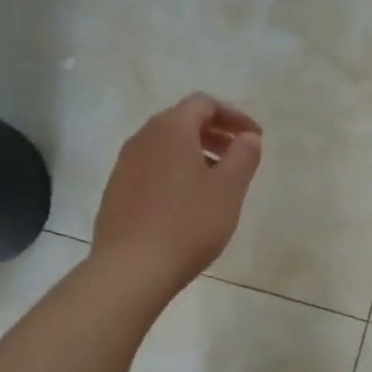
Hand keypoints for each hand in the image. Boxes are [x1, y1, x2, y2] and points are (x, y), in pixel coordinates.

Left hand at [92, 93, 262, 299]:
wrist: (131, 268)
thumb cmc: (188, 223)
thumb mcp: (229, 189)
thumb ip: (244, 155)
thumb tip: (248, 137)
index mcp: (171, 129)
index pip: (204, 104)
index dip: (233, 116)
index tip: (255, 137)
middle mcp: (143, 138)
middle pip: (182, 121)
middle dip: (214, 133)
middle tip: (238, 156)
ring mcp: (124, 164)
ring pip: (165, 146)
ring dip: (194, 154)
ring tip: (216, 181)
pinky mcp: (116, 190)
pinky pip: (151, 168)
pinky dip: (174, 172)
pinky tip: (186, 202)